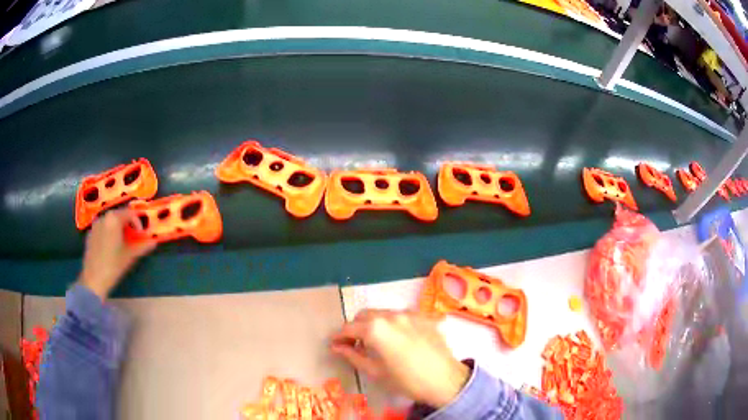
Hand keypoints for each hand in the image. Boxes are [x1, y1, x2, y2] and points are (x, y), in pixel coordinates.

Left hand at [79, 209, 155, 299]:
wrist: (93, 279)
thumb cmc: (113, 265)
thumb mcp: (130, 256)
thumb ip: (142, 246)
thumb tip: (154, 242)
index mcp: (114, 219)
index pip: (130, 213)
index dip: (138, 222)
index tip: (142, 234)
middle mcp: (104, 217)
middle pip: (119, 215)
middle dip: (128, 224)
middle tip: (133, 238)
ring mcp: (95, 224)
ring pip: (110, 221)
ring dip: (118, 228)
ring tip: (122, 242)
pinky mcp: (90, 233)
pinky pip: (103, 227)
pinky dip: (109, 232)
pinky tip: (111, 246)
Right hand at [330, 309, 468, 407]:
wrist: (445, 380)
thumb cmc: (406, 380)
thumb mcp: (375, 372)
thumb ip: (352, 356)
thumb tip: (336, 346)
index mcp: (376, 329)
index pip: (349, 328)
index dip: (339, 336)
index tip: (334, 344)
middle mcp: (391, 315)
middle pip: (365, 316)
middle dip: (356, 327)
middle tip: (354, 344)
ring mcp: (410, 314)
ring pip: (383, 313)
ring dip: (374, 324)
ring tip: (377, 342)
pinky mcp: (424, 317)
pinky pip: (402, 316)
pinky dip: (393, 324)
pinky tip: (398, 338)